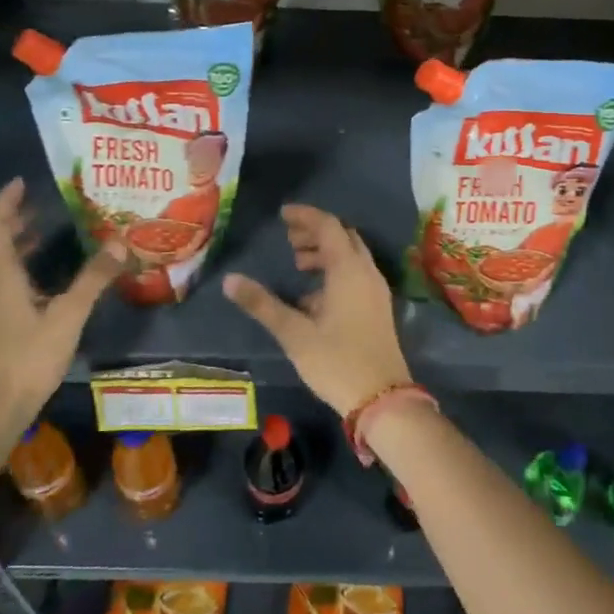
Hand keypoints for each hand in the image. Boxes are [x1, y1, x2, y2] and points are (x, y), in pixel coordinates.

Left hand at [0, 179, 122, 424]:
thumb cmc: (29, 355)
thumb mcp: (68, 314)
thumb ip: (93, 278)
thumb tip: (120, 243)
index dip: (6, 202)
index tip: (20, 182)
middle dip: (11, 219)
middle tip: (36, 204)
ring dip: (12, 242)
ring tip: (40, 231)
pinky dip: (15, 264)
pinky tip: (40, 275)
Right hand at [222, 204, 411, 415]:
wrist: (383, 399)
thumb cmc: (337, 361)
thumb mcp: (294, 333)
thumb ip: (262, 304)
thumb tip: (230, 280)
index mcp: (349, 270)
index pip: (328, 226)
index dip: (305, 216)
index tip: (282, 215)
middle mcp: (367, 273)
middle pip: (343, 237)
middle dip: (316, 232)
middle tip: (289, 240)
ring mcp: (376, 291)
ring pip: (352, 256)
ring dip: (326, 252)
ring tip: (297, 263)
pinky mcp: (378, 308)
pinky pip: (357, 274)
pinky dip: (336, 270)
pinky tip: (313, 295)